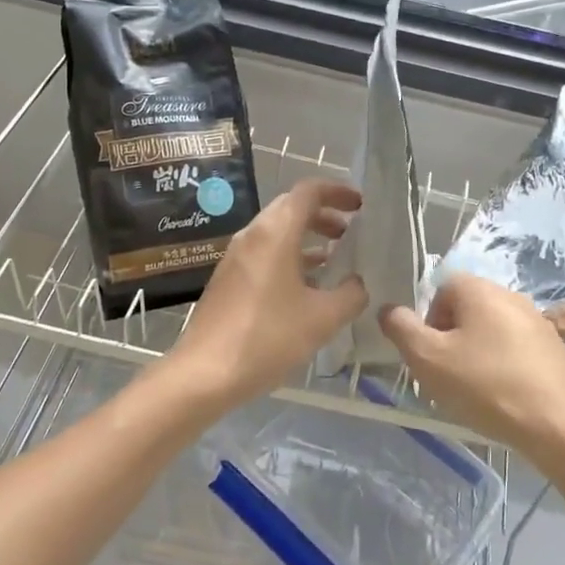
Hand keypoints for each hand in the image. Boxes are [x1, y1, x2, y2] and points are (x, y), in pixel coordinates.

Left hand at [165, 178, 365, 407]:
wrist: (204, 373)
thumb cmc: (267, 338)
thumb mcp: (322, 318)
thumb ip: (350, 294)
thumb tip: (359, 283)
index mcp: (275, 232)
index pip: (309, 191)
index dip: (337, 191)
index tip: (360, 205)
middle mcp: (253, 235)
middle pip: (291, 207)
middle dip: (324, 214)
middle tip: (350, 232)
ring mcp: (236, 256)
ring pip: (277, 231)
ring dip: (307, 237)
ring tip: (334, 258)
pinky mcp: (228, 278)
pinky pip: (265, 252)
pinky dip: (290, 256)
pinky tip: (306, 285)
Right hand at [379, 274, 564, 471]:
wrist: (559, 426)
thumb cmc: (486, 386)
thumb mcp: (428, 359)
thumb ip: (401, 329)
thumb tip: (389, 309)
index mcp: (479, 289)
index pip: (441, 289)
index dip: (428, 321)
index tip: (431, 355)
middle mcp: (510, 295)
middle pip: (466, 309)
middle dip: (451, 339)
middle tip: (447, 375)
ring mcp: (537, 321)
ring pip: (491, 331)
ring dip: (476, 354)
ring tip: (475, 391)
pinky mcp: (555, 349)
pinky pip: (515, 349)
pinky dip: (503, 367)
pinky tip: (504, 398)